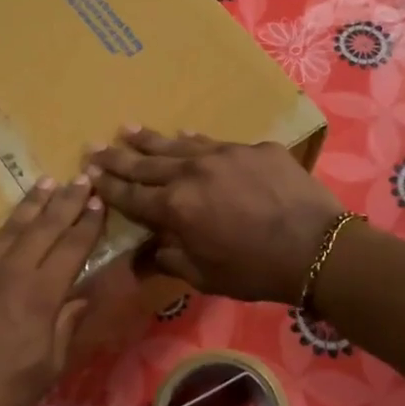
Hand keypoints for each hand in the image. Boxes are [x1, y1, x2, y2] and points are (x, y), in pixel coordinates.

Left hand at [0, 177, 104, 405]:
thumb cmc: (0, 395)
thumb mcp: (48, 368)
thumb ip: (66, 326)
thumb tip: (83, 296)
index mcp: (40, 294)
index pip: (72, 248)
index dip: (88, 224)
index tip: (99, 201)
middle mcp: (9, 272)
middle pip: (43, 229)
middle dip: (66, 201)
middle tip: (81, 177)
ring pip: (5, 229)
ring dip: (28, 205)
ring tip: (45, 182)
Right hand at [88, 127, 343, 302]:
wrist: (316, 248)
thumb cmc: (255, 271)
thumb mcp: (204, 276)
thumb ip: (169, 259)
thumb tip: (144, 253)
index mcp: (175, 208)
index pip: (131, 196)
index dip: (107, 186)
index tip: (87, 175)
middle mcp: (192, 173)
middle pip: (146, 163)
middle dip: (117, 157)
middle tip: (94, 147)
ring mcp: (224, 155)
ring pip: (178, 145)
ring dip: (150, 140)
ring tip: (128, 129)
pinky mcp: (254, 148)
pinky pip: (216, 143)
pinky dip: (196, 141)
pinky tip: (186, 134)